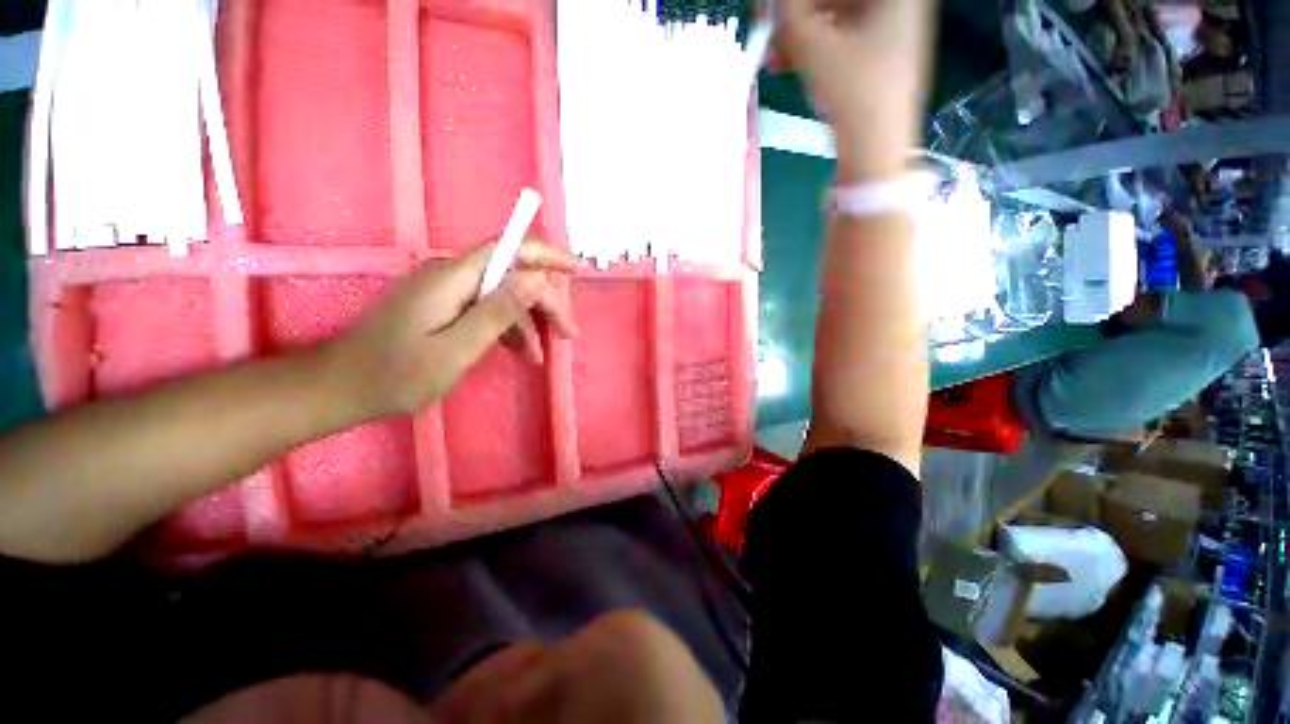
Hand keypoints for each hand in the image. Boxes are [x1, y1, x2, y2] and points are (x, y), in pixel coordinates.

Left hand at [324, 239, 578, 418]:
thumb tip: (536, 280)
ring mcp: (449, 291)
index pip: (510, 249)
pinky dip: (510, 328)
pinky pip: (489, 308)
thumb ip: (497, 312)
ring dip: (530, 320)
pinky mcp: (446, 306)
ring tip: (543, 354)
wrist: (343, 387)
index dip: (547, 255)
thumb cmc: (398, 375)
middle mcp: (453, 275)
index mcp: (454, 278)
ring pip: (505, 293)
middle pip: (513, 273)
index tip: (577, 271)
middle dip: (546, 300)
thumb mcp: (456, 349)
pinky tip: (521, 352)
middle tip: (568, 332)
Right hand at [770, 0, 933, 180]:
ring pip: (839, 18)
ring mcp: (893, 29)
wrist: (877, 147)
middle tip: (772, 33)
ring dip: (803, 35)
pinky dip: (817, 49)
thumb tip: (769, 3)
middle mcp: (900, 4)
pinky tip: (792, 64)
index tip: (775, 11)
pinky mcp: (882, 55)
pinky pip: (844, 39)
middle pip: (839, 0)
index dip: (799, 2)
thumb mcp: (813, 49)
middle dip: (800, 16)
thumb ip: (786, 15)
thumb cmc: (854, 92)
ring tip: (775, 57)